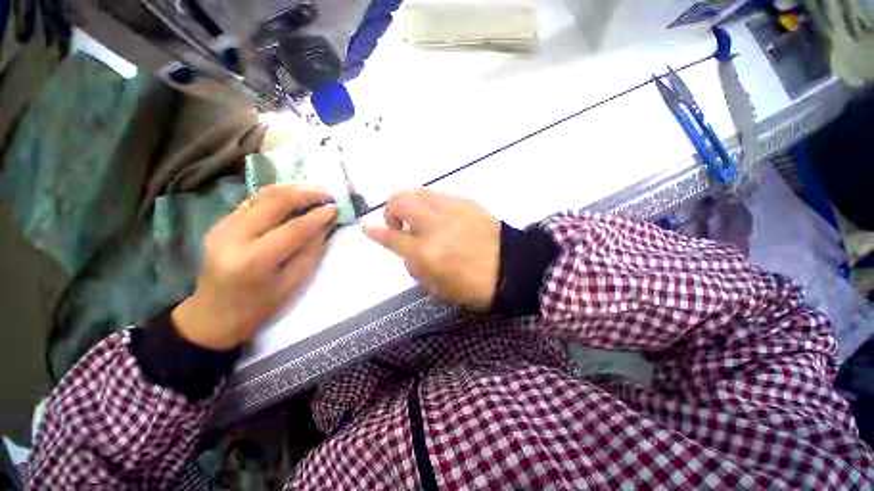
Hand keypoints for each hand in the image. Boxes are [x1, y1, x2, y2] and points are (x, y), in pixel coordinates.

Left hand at [173, 184, 337, 350]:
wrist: (213, 316)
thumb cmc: (259, 307)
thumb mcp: (293, 284)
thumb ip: (310, 251)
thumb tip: (325, 225)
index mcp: (254, 260)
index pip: (293, 229)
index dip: (317, 216)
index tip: (335, 208)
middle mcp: (233, 237)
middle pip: (273, 203)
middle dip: (304, 193)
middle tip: (326, 193)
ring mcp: (222, 227)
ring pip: (261, 196)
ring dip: (290, 189)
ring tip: (312, 189)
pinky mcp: (220, 224)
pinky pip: (252, 202)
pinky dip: (275, 195)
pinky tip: (291, 196)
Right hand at [364, 189, 500, 306]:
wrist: (511, 268)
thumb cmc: (472, 285)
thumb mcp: (437, 288)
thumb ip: (415, 266)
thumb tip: (406, 250)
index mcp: (426, 253)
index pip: (391, 237)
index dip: (376, 232)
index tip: (368, 229)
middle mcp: (434, 225)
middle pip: (399, 201)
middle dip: (390, 210)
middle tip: (398, 224)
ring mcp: (451, 209)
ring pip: (418, 192)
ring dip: (410, 204)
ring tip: (418, 218)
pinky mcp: (466, 202)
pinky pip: (439, 195)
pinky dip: (430, 204)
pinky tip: (439, 217)